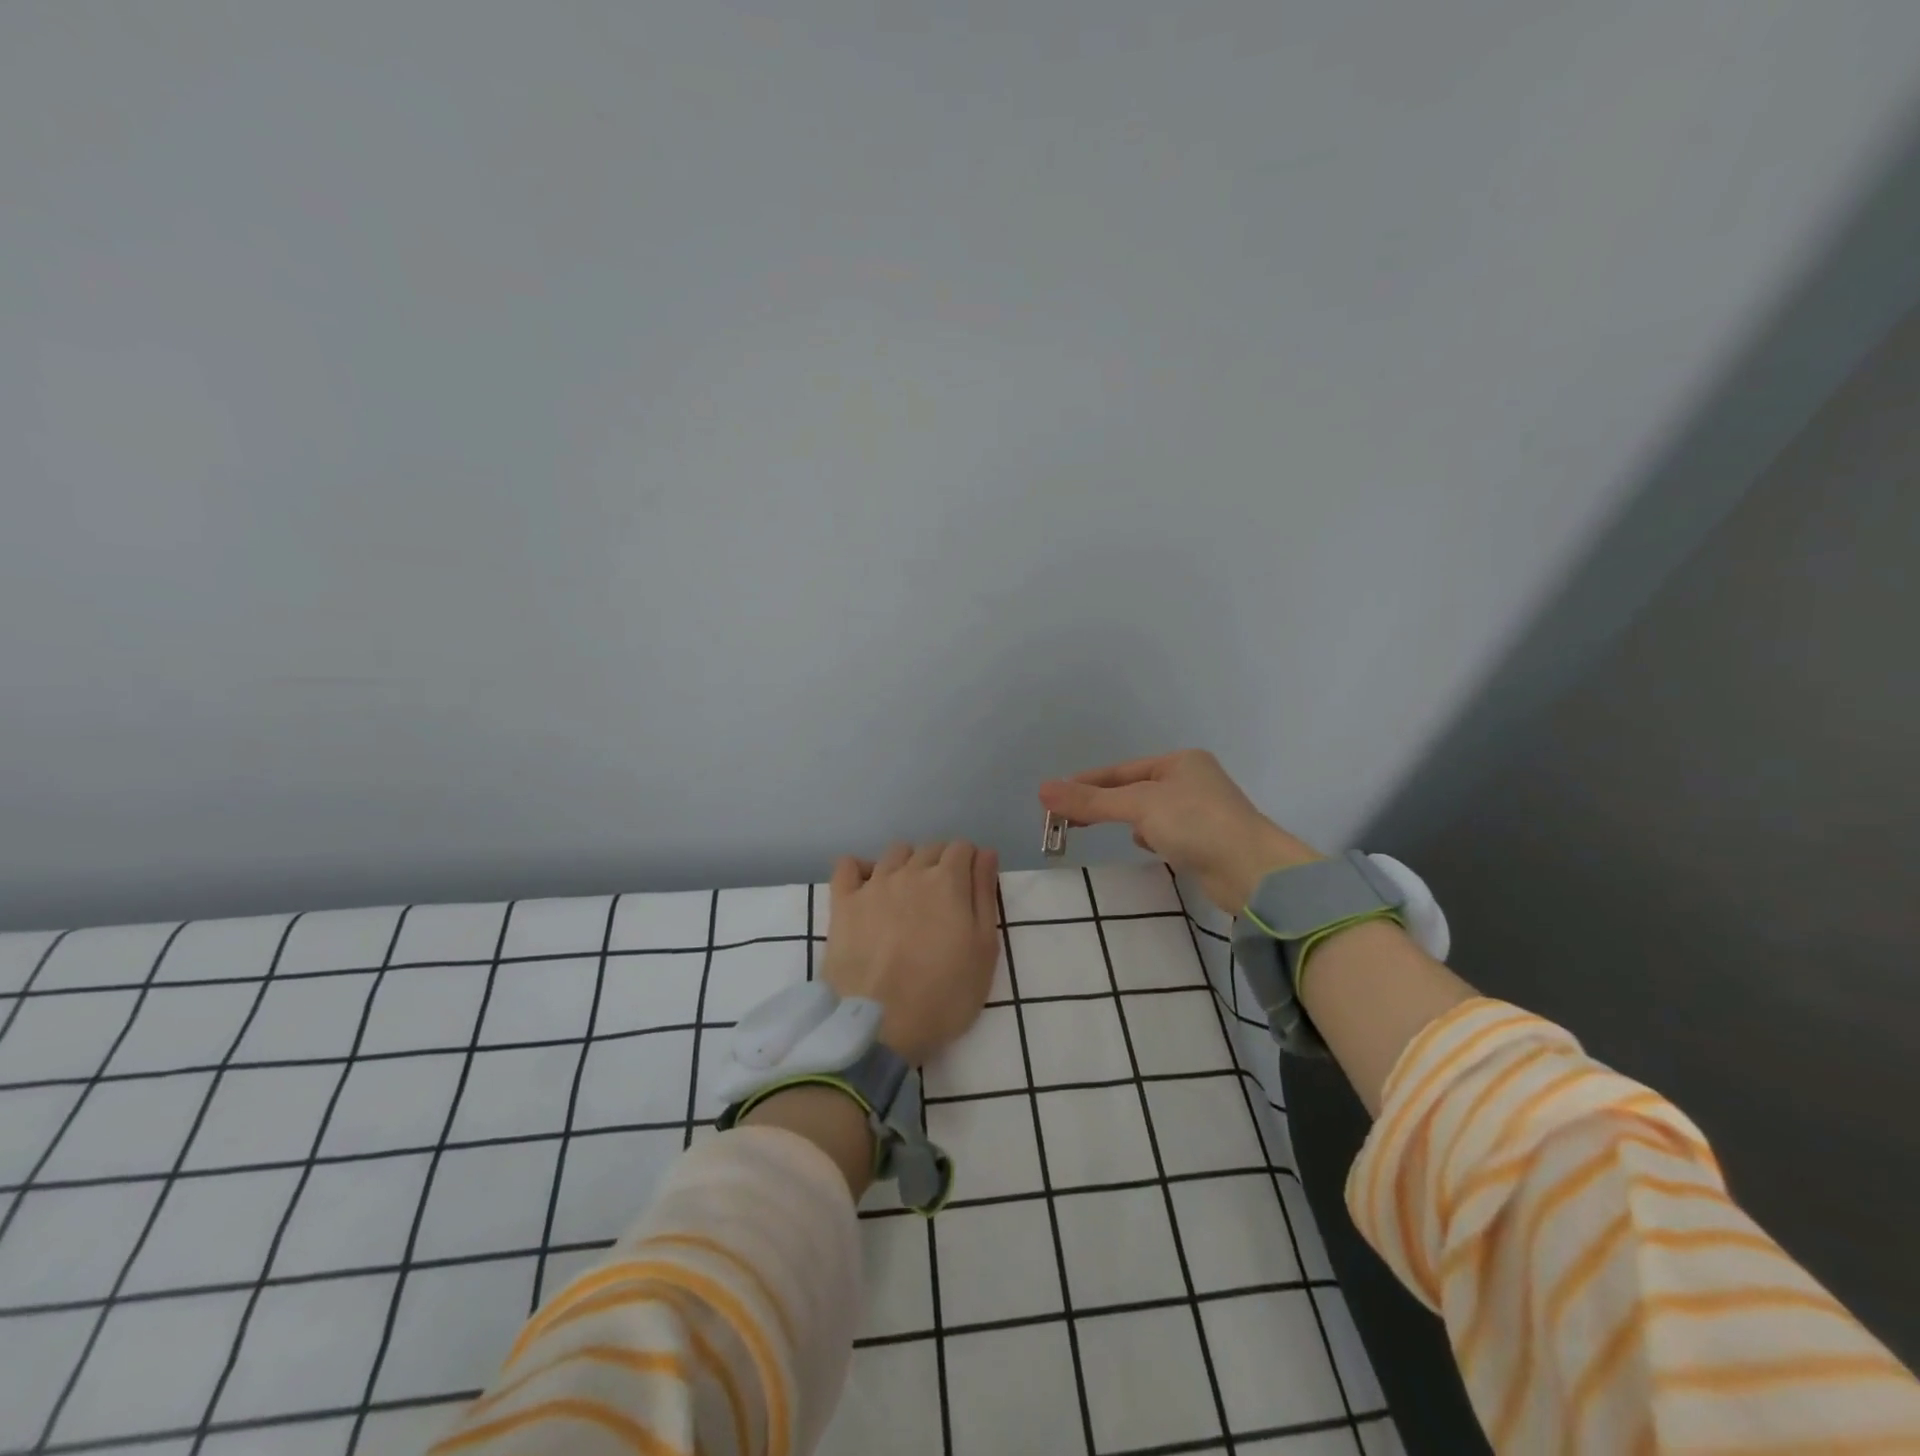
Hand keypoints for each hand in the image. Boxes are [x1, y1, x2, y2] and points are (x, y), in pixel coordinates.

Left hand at [821, 841, 1000, 1065]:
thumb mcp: (984, 950)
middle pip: (930, 848)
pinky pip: (848, 865)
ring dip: (908, 864)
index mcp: (948, 881)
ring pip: (895, 853)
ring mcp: (873, 885)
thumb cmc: (944, 995)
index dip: (970, 863)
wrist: (879, 1025)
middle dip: (942, 863)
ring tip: (909, 896)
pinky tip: (868, 889)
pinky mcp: (843, 903)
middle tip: (944, 900)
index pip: (963, 847)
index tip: (971, 888)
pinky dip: (861, 869)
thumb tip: (985, 854)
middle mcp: (910, 872)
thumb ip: (985, 896)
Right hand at [1038, 750, 1320, 914]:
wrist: (1253, 871)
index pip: (1120, 770)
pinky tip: (1147, 846)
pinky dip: (1152, 837)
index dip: (1086, 783)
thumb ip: (1091, 801)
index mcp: (1180, 761)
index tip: (1055, 799)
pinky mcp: (1206, 840)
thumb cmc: (1195, 824)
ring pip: (1149, 812)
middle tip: (1068, 821)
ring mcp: (1201, 811)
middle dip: (1104, 803)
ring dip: (1130, 821)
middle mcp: (1192, 780)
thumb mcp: (1138, 806)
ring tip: (1108, 831)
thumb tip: (1042, 791)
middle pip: (1133, 790)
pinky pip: (1166, 832)